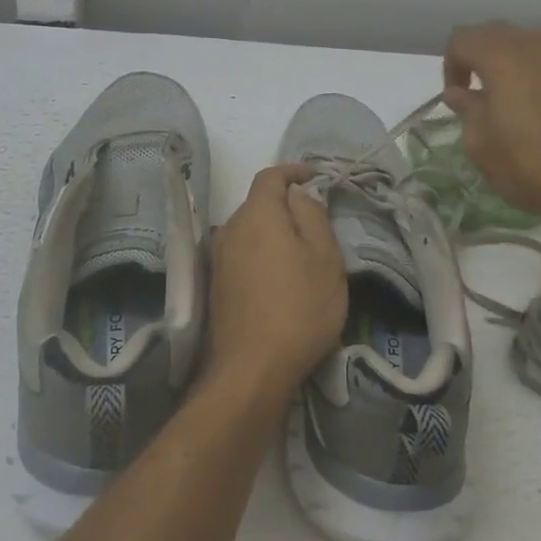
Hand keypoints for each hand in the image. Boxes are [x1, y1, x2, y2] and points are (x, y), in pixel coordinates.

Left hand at [206, 165, 348, 406]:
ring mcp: (218, 258)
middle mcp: (230, 228)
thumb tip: (298, 194)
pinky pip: (243, 253)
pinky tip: (279, 277)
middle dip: (286, 205)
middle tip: (316, 222)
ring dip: (273, 232)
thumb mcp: (324, 257)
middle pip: (259, 203)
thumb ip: (312, 215)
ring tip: (301, 253)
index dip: (293, 171)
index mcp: (257, 214)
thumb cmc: (299, 307)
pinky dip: (262, 253)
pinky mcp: (216, 284)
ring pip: (250, 230)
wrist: (252, 369)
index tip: (315, 176)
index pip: (271, 176)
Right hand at [443, 21, 540, 223]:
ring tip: (503, 98)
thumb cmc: (531, 164)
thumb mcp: (482, 145)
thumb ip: (468, 110)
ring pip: (524, 43)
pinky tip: (535, 109)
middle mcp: (535, 45)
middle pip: (493, 33)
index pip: (462, 40)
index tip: (454, 97)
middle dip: (476, 56)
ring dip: (506, 63)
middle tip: (472, 91)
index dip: (450, 65)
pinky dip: (533, 74)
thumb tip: (461, 94)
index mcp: (502, 56)